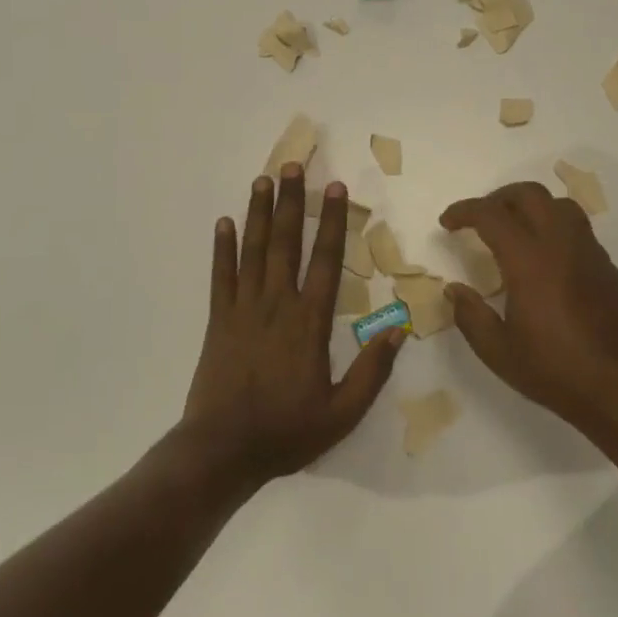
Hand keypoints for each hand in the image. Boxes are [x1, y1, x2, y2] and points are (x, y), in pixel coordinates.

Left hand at [181, 165, 404, 485]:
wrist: (222, 451)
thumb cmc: (286, 432)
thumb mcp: (342, 413)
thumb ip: (371, 371)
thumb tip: (398, 330)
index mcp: (309, 322)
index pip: (324, 260)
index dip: (332, 221)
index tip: (335, 188)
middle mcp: (276, 305)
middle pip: (286, 243)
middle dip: (292, 201)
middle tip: (293, 165)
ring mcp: (243, 309)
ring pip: (253, 251)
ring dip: (259, 213)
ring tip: (263, 180)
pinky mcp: (219, 321)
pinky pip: (221, 276)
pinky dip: (222, 248)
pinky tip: (225, 222)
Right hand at [439, 181, 617, 435]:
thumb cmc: (556, 371)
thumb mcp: (498, 351)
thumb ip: (470, 315)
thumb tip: (454, 290)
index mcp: (529, 260)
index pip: (491, 214)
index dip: (464, 211)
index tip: (447, 223)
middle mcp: (560, 244)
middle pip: (529, 194)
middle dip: (498, 197)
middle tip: (479, 218)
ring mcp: (588, 251)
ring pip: (558, 204)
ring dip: (530, 205)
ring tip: (513, 228)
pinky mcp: (606, 265)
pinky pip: (577, 226)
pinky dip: (553, 224)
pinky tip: (544, 255)